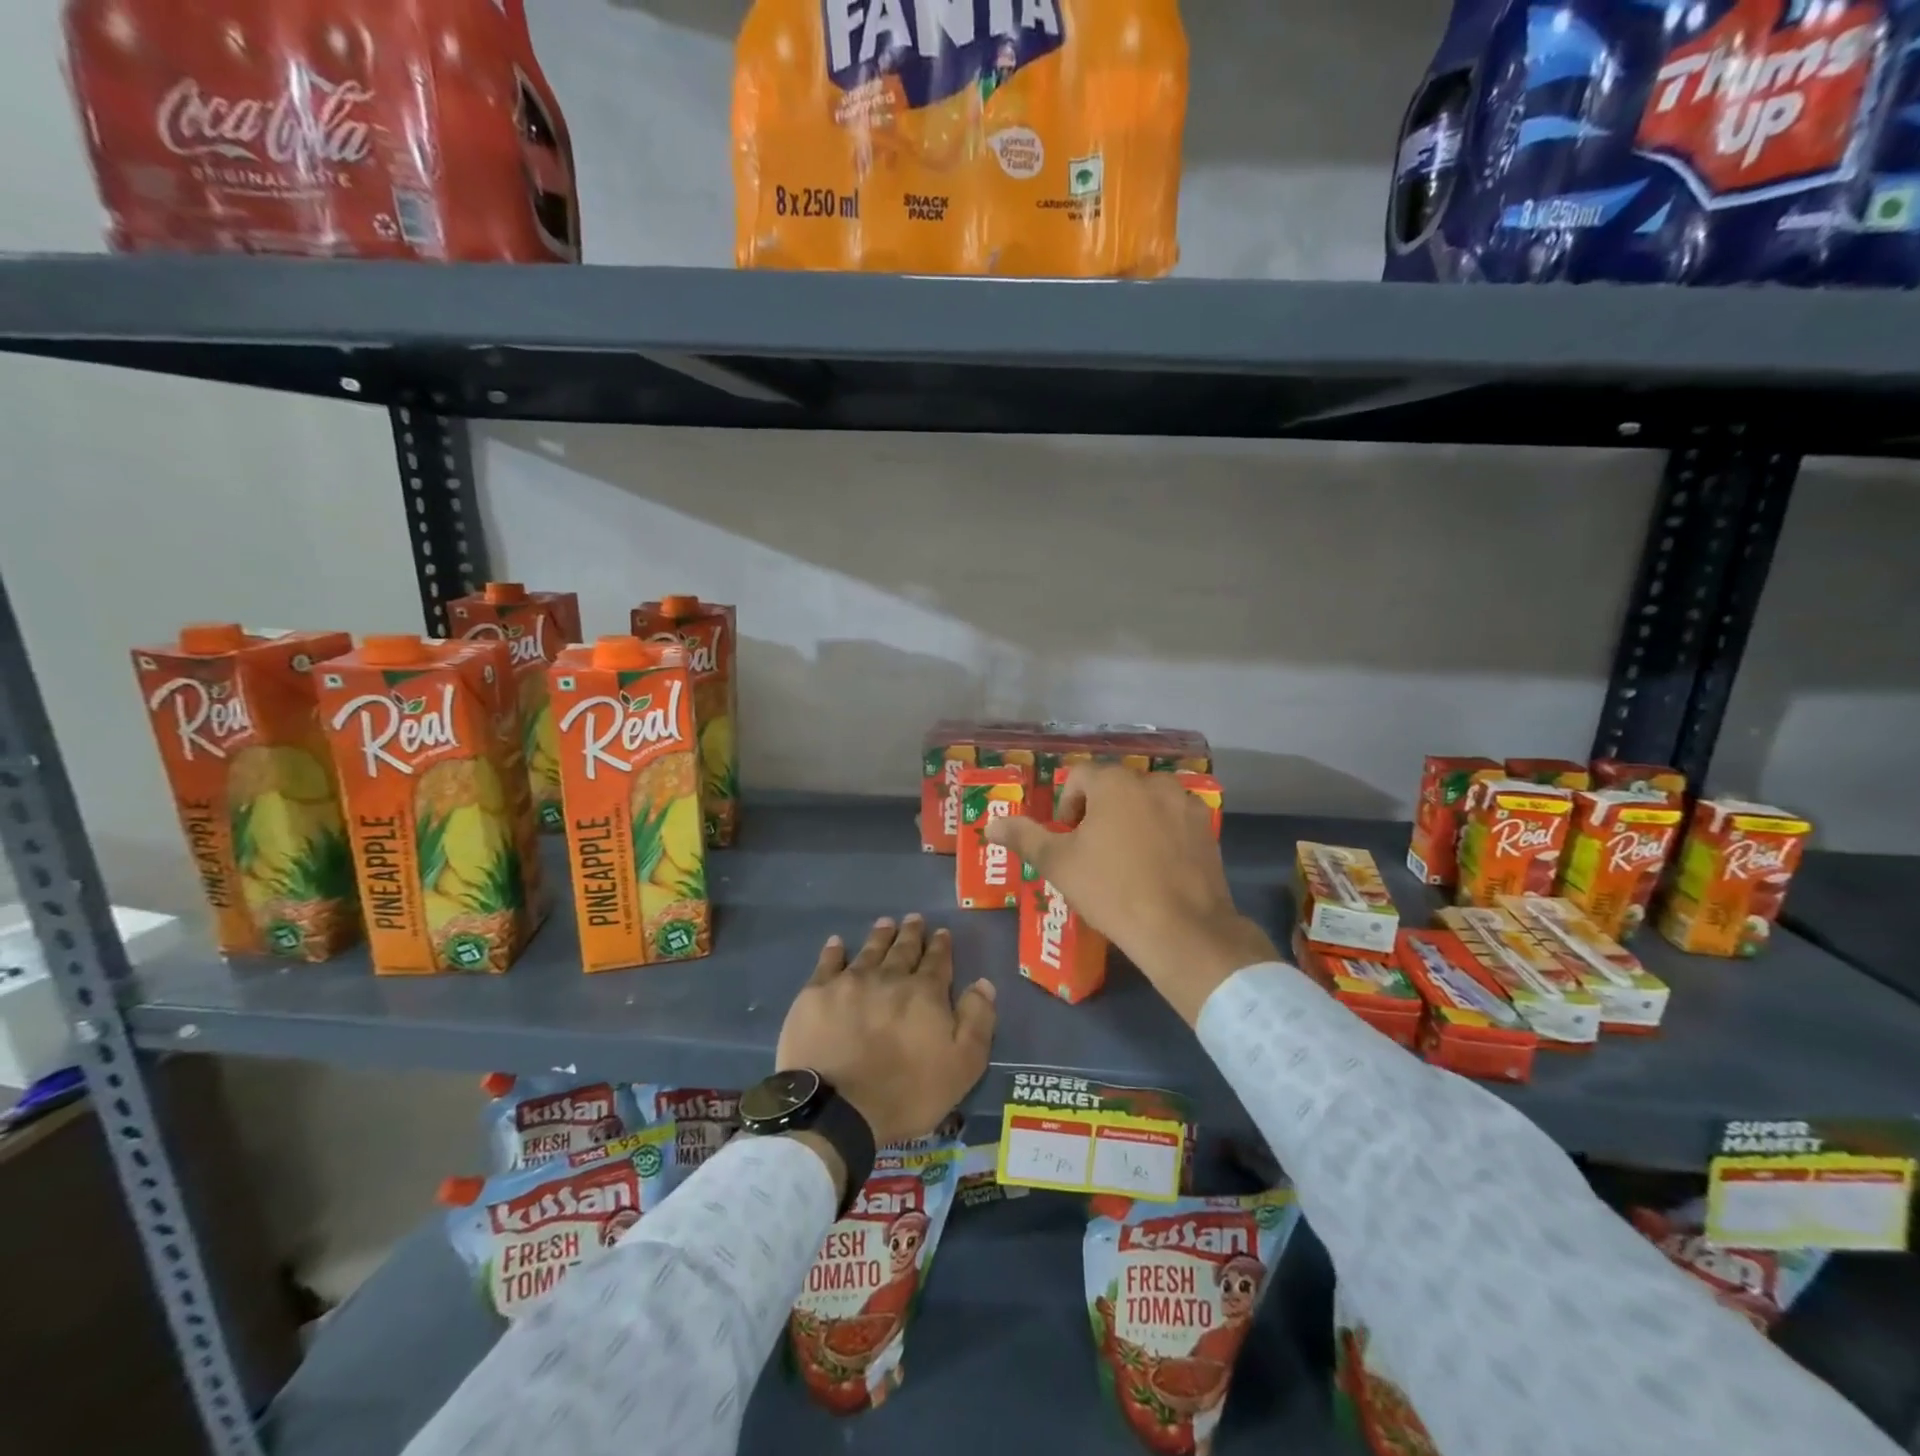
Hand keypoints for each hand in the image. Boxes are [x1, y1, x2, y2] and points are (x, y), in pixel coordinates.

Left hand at [776, 914, 996, 1150]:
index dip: (941, 946)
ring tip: (885, 922)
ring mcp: (850, 982)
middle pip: (903, 949)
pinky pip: (828, 962)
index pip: (937, 962)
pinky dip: (834, 950)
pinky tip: (837, 942)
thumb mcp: (962, 1066)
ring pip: (870, 950)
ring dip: (880, 935)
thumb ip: (977, 1021)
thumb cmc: (906, 1094)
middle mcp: (889, 977)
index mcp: (924, 993)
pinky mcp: (816, 994)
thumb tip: (983, 983)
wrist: (837, 1109)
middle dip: (911, 933)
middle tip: (914, 918)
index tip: (941, 932)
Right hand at [987, 766, 1275, 1024]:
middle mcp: (1152, 781)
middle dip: (1098, 813)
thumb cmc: (1112, 890)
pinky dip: (1160, 833)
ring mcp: (1184, 803)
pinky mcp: (1207, 827)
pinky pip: (1172, 819)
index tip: (1067, 841)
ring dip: (1130, 820)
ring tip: (1125, 861)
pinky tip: (1156, 868)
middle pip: (1114, 787)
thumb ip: (1023, 837)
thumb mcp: (1058, 864)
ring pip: (1145, 802)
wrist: (1183, 930)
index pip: (1079, 777)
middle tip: (1092, 853)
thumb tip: (990, 825)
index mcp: (1114, 783)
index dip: (1066, 807)